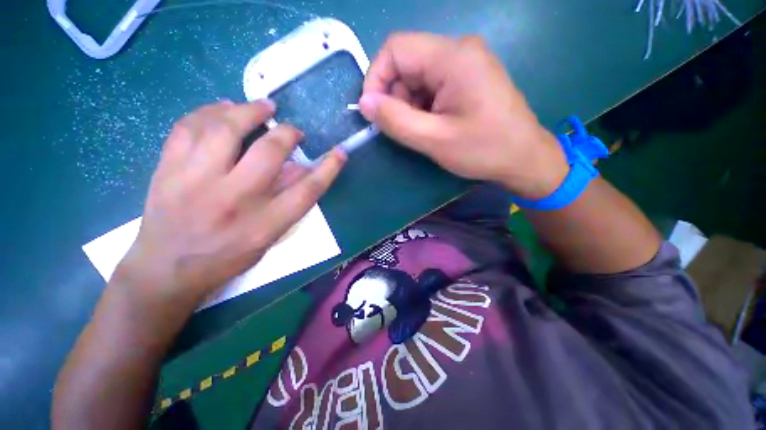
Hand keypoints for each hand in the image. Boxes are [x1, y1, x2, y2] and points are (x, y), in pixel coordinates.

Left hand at [113, 100, 345, 314]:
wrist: (165, 269)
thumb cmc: (226, 257)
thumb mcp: (268, 239)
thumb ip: (288, 203)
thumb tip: (303, 169)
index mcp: (264, 224)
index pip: (307, 190)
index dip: (328, 168)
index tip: (340, 153)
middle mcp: (233, 200)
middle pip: (269, 153)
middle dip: (288, 134)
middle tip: (293, 129)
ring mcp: (194, 182)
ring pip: (225, 130)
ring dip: (249, 111)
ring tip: (263, 106)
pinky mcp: (167, 170)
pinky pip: (187, 127)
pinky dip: (209, 110)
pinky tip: (223, 107)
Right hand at [360, 33, 568, 198]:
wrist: (524, 158)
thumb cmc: (483, 150)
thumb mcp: (434, 139)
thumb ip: (396, 120)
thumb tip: (365, 104)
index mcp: (453, 57)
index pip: (396, 49)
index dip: (376, 78)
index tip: (374, 112)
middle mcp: (459, 50)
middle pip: (407, 63)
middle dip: (396, 96)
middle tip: (404, 128)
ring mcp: (466, 63)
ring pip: (418, 76)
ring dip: (409, 104)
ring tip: (423, 130)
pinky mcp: (468, 78)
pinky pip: (432, 85)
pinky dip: (423, 105)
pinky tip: (434, 125)